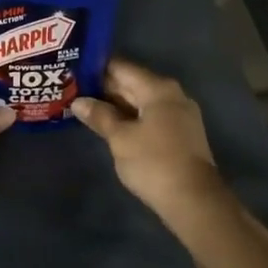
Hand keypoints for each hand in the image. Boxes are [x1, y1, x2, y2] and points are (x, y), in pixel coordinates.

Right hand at [70, 59, 224, 219]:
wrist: (194, 200)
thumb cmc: (154, 163)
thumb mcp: (120, 138)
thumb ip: (100, 116)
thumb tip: (78, 101)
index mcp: (158, 88)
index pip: (121, 67)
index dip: (96, 68)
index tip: (73, 71)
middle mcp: (172, 94)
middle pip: (132, 83)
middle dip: (104, 87)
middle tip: (72, 89)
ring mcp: (179, 114)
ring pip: (141, 101)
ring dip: (116, 104)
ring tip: (85, 106)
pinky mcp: (181, 133)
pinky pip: (150, 116)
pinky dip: (130, 117)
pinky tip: (110, 125)